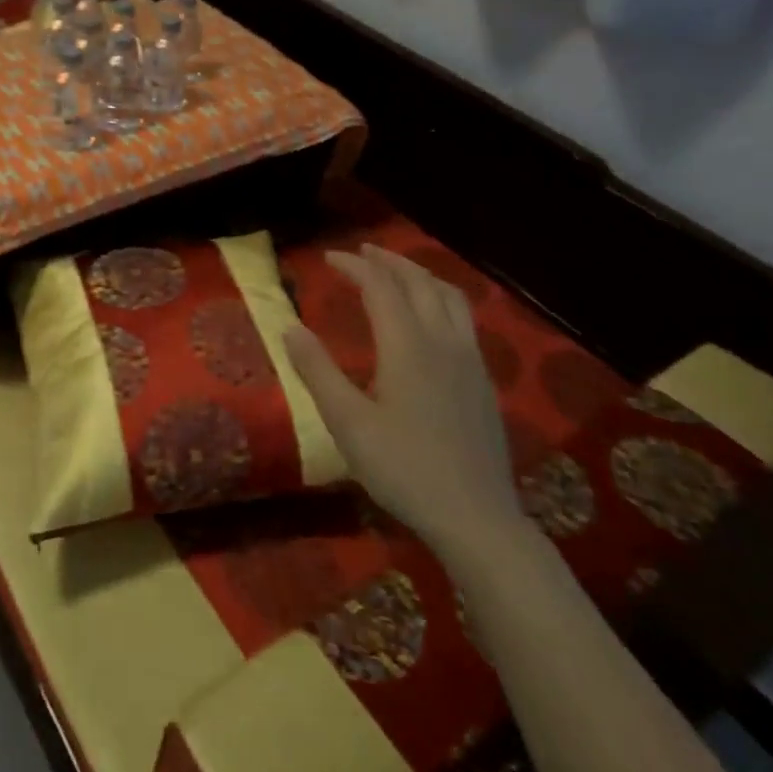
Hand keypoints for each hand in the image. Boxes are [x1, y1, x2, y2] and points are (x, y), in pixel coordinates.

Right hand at [283, 244, 523, 560]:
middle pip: (419, 282)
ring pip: (449, 296)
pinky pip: (464, 318)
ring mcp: (469, 360)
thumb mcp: (347, 423)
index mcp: (407, 346)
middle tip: (361, 253)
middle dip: (389, 261)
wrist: (477, 518)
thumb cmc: (404, 469)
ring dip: (420, 275)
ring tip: (397, 272)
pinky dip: (440, 298)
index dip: (355, 266)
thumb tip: (289, 327)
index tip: (329, 258)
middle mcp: (442, 341)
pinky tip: (431, 317)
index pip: (381, 287)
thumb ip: (317, 371)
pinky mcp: (482, 380)